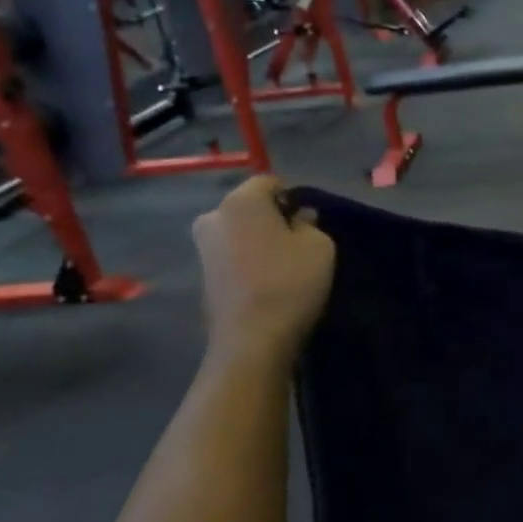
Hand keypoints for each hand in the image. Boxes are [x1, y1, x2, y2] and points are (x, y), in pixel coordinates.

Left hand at [192, 177, 335, 359]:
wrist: (252, 340)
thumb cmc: (290, 282)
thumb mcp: (320, 246)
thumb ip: (309, 223)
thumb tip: (298, 218)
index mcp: (240, 201)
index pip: (269, 181)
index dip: (292, 196)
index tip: (309, 219)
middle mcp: (213, 217)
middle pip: (248, 206)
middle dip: (271, 217)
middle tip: (297, 240)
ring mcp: (202, 248)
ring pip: (238, 231)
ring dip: (258, 240)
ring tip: (284, 263)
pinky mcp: (202, 276)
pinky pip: (231, 255)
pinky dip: (247, 260)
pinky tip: (266, 280)